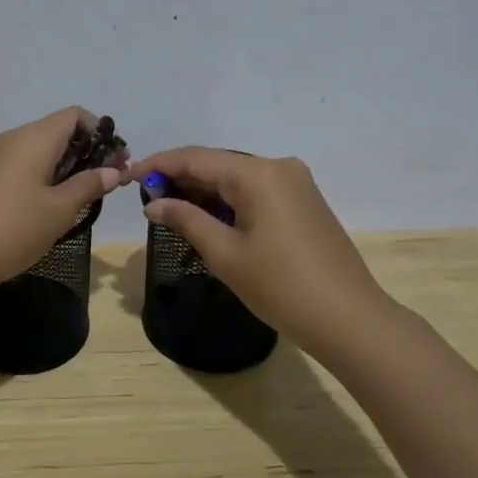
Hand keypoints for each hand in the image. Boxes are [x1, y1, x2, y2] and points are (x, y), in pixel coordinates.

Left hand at [0, 108, 126, 298]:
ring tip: (84, 198)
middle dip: (88, 152)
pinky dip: (45, 178)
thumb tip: (112, 171)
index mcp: (34, 138)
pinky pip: (25, 167)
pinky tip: (51, 207)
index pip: (75, 116)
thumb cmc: (10, 228)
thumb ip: (87, 187)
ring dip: (67, 168)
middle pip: (59, 131)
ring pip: (41, 151)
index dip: (101, 134)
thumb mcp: (58, 210)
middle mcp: (14, 140)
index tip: (117, 162)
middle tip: (108, 183)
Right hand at [125, 147, 398, 360]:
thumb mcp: (224, 254)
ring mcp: (296, 183)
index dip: (159, 165)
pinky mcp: (305, 201)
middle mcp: (278, 167)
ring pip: (237, 177)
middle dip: (180, 178)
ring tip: (170, 208)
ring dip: (204, 190)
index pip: (196, 158)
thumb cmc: (280, 286)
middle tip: (146, 198)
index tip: (128, 176)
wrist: (349, 319)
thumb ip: (186, 220)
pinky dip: (228, 200)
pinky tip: (208, 216)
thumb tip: (154, 204)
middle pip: (218, 163)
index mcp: (257, 173)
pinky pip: (256, 190)